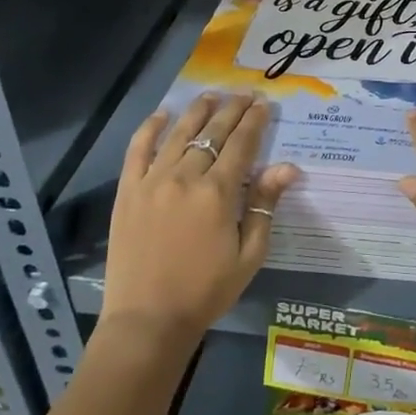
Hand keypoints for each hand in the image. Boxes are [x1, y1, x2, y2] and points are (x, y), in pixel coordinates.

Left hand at [99, 92, 298, 341]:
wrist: (147, 321)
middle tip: (245, 93)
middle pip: (213, 132)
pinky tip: (162, 114)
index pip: (242, 144)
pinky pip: (137, 150)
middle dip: (232, 109)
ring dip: (198, 110)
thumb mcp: (249, 254)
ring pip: (179, 133)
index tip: (264, 103)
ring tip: (211, 95)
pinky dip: (150, 128)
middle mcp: (186, 177)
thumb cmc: (206, 291)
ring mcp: (152, 181)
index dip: (255, 121)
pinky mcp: (128, 192)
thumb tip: (288, 167)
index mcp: (218, 193)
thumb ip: (265, 205)